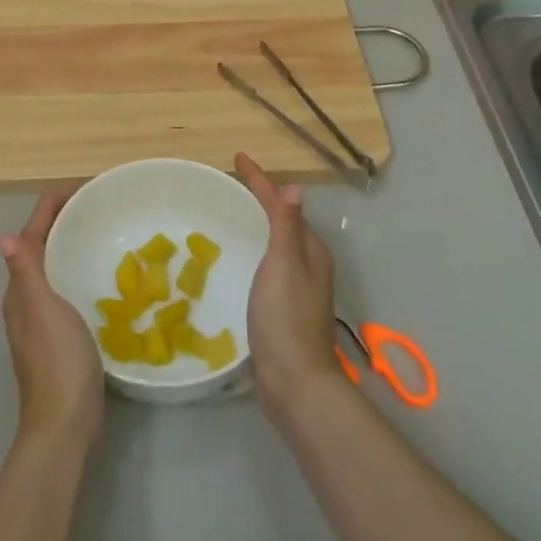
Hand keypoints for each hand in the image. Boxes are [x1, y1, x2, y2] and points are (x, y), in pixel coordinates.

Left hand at [0, 190, 103, 448]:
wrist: (64, 422)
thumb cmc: (58, 360)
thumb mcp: (43, 310)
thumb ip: (27, 272)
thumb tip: (4, 236)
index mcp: (21, 287)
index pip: (34, 232)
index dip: (54, 204)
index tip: (85, 186)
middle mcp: (26, 297)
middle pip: (42, 244)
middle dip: (64, 218)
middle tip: (99, 203)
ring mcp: (41, 317)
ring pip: (53, 265)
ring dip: (71, 242)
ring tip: (102, 228)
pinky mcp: (58, 333)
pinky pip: (66, 286)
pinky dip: (79, 268)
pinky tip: (102, 274)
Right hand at [236, 153, 343, 419]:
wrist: (295, 382)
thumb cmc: (286, 318)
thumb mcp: (283, 264)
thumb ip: (286, 226)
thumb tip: (295, 187)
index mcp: (309, 249)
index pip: (281, 204)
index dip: (260, 181)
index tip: (238, 158)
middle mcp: (307, 263)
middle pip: (282, 220)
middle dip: (260, 199)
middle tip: (231, 183)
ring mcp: (297, 287)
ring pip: (276, 243)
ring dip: (257, 224)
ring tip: (232, 213)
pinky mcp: (283, 307)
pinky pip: (267, 264)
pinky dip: (254, 249)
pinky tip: (237, 258)